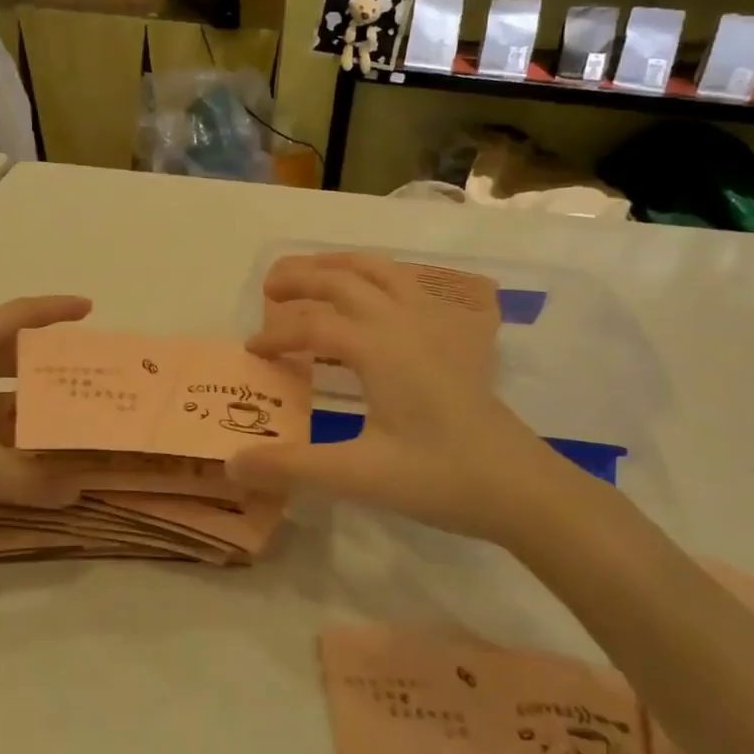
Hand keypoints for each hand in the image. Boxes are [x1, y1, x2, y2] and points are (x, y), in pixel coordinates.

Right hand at [227, 254, 588, 543]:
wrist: (521, 487)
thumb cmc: (441, 478)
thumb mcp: (360, 476)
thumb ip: (292, 466)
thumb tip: (232, 465)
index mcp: (378, 347)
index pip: (312, 325)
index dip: (275, 334)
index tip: (251, 352)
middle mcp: (403, 322)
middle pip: (344, 279)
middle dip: (301, 277)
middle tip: (269, 287)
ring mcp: (433, 325)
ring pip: (381, 272)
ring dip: (341, 266)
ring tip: (313, 272)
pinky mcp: (453, 338)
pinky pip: (409, 286)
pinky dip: (379, 277)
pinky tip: (375, 296)